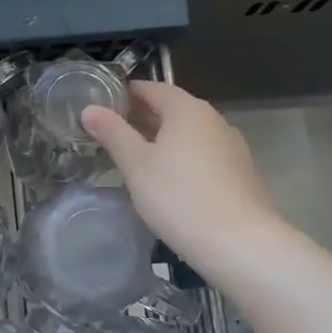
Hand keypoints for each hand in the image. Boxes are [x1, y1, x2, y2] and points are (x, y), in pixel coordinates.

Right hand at [81, 81, 281, 263]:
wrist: (242, 244)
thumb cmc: (180, 197)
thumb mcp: (136, 165)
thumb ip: (113, 133)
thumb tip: (90, 109)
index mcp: (187, 110)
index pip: (152, 88)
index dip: (126, 93)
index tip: (103, 104)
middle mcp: (213, 120)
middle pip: (172, 109)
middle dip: (142, 117)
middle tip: (111, 131)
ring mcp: (231, 147)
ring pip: (188, 134)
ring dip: (162, 139)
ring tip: (134, 157)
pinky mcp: (239, 173)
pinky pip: (202, 155)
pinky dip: (181, 158)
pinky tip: (167, 180)